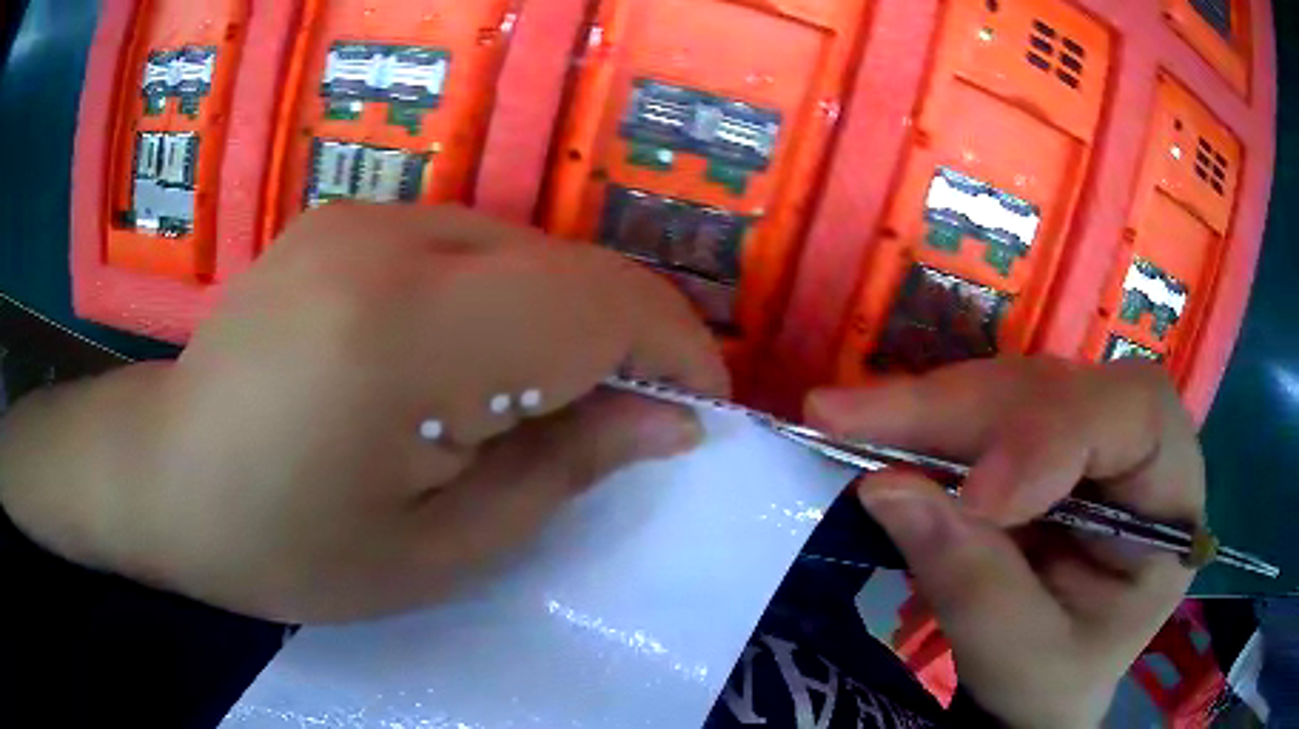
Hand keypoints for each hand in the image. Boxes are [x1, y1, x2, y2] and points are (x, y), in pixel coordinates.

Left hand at [0, 204, 726, 622]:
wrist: (166, 474)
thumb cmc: (285, 545)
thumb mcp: (436, 551)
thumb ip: (562, 472)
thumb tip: (668, 421)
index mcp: (405, 336)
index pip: (598, 303)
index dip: (673, 349)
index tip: (700, 409)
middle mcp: (389, 242)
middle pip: (570, 266)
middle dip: (628, 339)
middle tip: (627, 423)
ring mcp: (362, 216)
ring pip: (526, 250)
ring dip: (565, 322)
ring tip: (540, 404)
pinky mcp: (346, 217)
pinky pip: (471, 245)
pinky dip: (506, 300)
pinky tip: (467, 363)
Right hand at [807, 358, 1203, 728]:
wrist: (1046, 687)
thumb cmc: (1055, 681)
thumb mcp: (1023, 659)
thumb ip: (972, 584)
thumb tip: (888, 489)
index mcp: (1171, 500)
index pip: (1138, 417)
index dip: (1056, 435)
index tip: (978, 497)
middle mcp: (1137, 446)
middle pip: (1062, 387)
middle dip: (962, 408)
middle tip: (851, 417)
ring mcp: (1087, 435)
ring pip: (1013, 387)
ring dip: (930, 407)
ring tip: (846, 417)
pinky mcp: (1041, 440)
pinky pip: (985, 410)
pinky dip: (926, 422)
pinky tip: (878, 426)